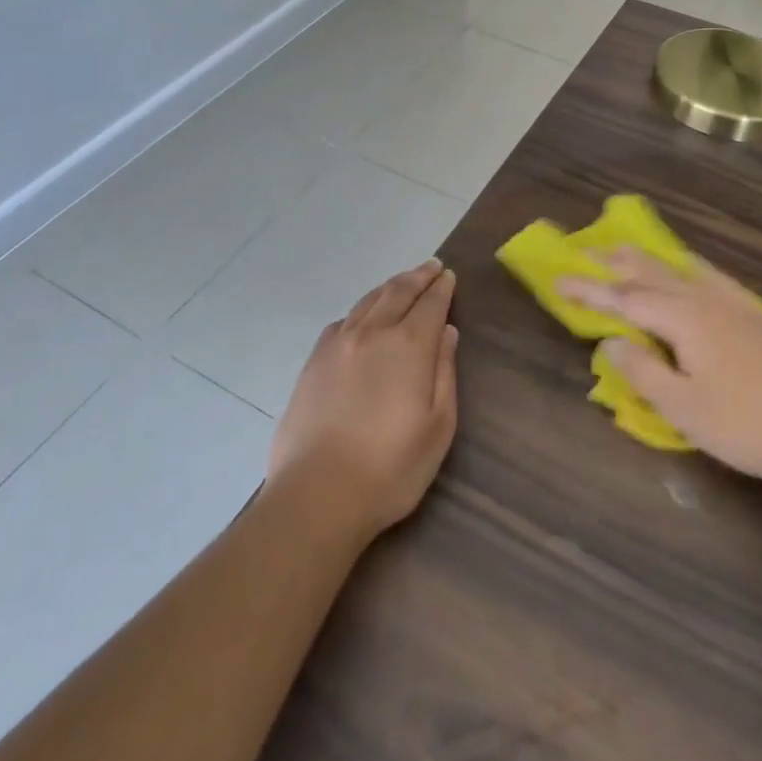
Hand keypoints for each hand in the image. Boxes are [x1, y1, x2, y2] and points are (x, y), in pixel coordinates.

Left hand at [268, 259, 459, 540]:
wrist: (318, 493)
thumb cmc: (390, 468)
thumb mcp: (437, 426)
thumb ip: (444, 372)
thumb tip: (447, 331)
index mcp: (408, 346)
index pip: (430, 304)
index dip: (441, 288)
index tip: (448, 275)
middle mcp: (372, 333)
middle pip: (397, 292)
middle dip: (417, 277)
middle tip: (430, 267)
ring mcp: (338, 344)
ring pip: (367, 302)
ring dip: (388, 287)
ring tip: (401, 282)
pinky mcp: (313, 362)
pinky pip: (341, 321)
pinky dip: (359, 310)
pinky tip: (361, 318)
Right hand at [559, 248, 761, 486]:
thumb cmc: (743, 425)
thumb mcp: (682, 407)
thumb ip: (642, 371)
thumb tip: (611, 341)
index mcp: (684, 319)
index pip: (625, 299)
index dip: (590, 290)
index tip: (558, 280)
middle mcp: (706, 300)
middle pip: (651, 273)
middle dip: (615, 263)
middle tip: (584, 251)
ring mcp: (733, 304)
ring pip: (680, 270)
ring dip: (647, 260)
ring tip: (625, 250)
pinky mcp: (754, 315)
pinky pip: (709, 276)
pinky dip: (685, 266)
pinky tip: (688, 269)